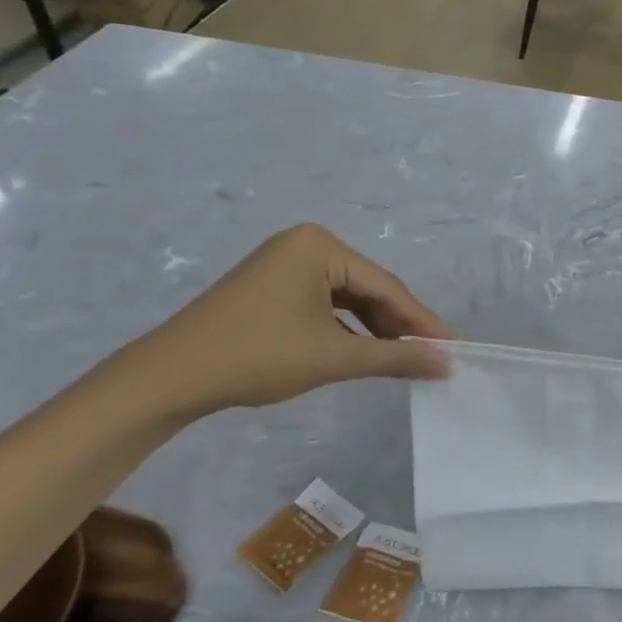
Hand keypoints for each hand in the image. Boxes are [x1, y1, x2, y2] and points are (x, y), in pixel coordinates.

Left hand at [124, 224, 448, 418]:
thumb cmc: (258, 356)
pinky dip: (345, 327)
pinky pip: (324, 302)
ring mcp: (285, 262)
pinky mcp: (271, 285)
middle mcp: (305, 243)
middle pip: (368, 288)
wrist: (170, 377)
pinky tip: (362, 350)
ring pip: (348, 297)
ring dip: (374, 328)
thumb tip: (447, 363)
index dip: (420, 321)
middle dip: (397, 325)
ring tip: (402, 358)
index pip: (385, 286)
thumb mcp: (334, 357)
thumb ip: (395, 357)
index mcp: (320, 245)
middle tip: (430, 356)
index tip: (452, 348)